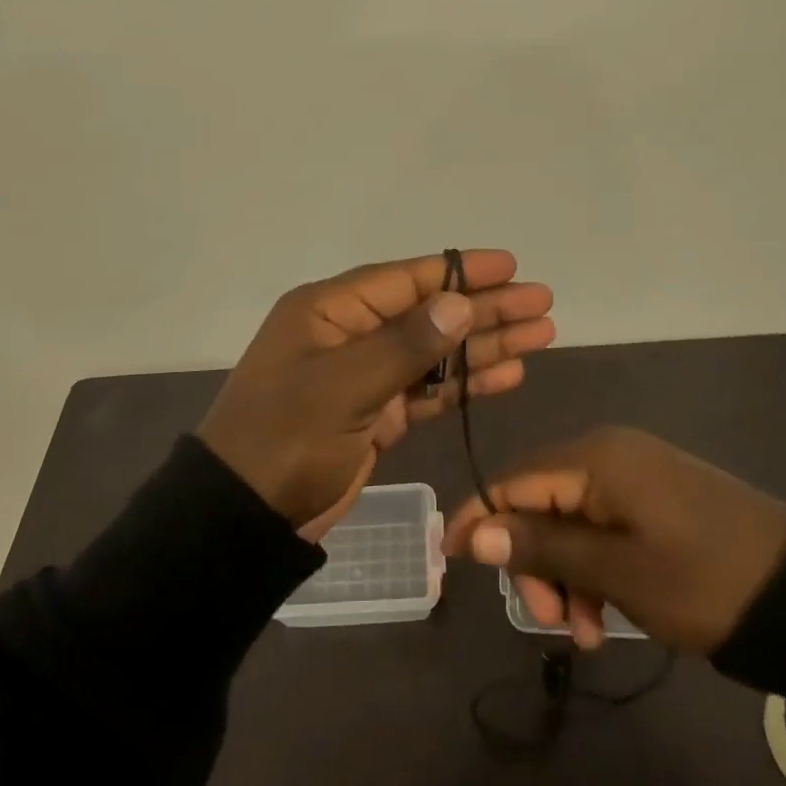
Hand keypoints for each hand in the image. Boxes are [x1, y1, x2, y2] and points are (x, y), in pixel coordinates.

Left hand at [197, 250, 555, 534]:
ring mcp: (364, 376)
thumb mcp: (343, 387)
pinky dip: (466, 383)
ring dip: (485, 344)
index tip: (511, 266)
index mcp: (331, 311)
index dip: (461, 272)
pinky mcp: (376, 415)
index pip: (407, 279)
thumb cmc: (285, 439)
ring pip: (436, 352)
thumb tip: (459, 302)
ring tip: (541, 334)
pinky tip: (508, 374)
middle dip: (486, 308)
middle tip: (542, 302)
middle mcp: (350, 334)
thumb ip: (404, 345)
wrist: (244, 518)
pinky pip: (429, 390)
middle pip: (430, 313)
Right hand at [443, 426, 785, 651]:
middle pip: (540, 500)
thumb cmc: (702, 578)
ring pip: (570, 519)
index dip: (478, 517)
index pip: (513, 479)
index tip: (451, 560)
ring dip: (565, 574)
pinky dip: (594, 567)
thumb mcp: (617, 572)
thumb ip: (542, 547)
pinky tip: (606, 615)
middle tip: (551, 621)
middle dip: (534, 561)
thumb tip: (472, 531)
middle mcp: (608, 453)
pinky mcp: (655, 495)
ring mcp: (634, 473)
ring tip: (586, 634)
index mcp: (595, 457)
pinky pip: (602, 524)